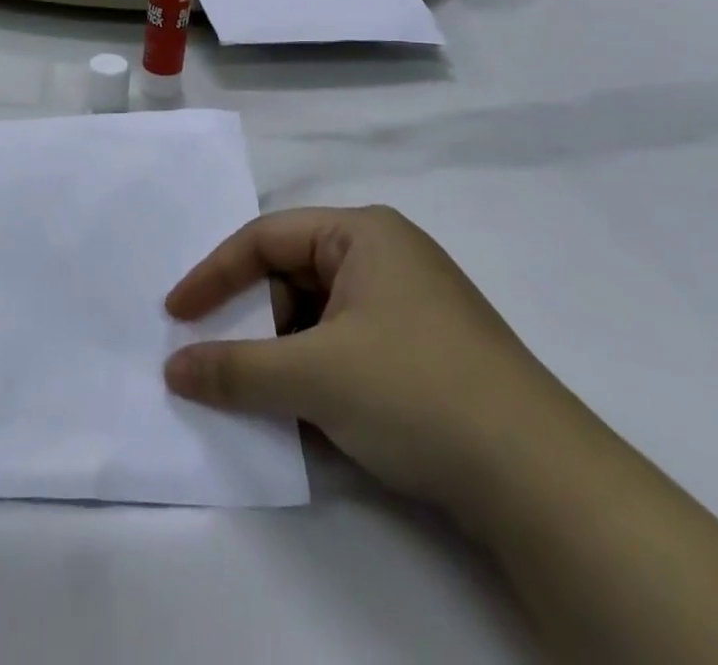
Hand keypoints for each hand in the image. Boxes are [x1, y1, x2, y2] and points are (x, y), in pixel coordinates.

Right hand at [164, 206, 564, 513]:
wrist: (543, 483)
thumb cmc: (416, 391)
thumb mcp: (315, 376)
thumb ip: (235, 369)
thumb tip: (173, 369)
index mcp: (363, 233)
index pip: (266, 238)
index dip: (215, 273)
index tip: (176, 314)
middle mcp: (386, 256)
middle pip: (292, 275)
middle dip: (254, 319)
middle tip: (224, 360)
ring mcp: (409, 305)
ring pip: (319, 316)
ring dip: (286, 354)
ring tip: (269, 396)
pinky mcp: (425, 352)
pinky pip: (348, 346)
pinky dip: (319, 373)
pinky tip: (313, 415)